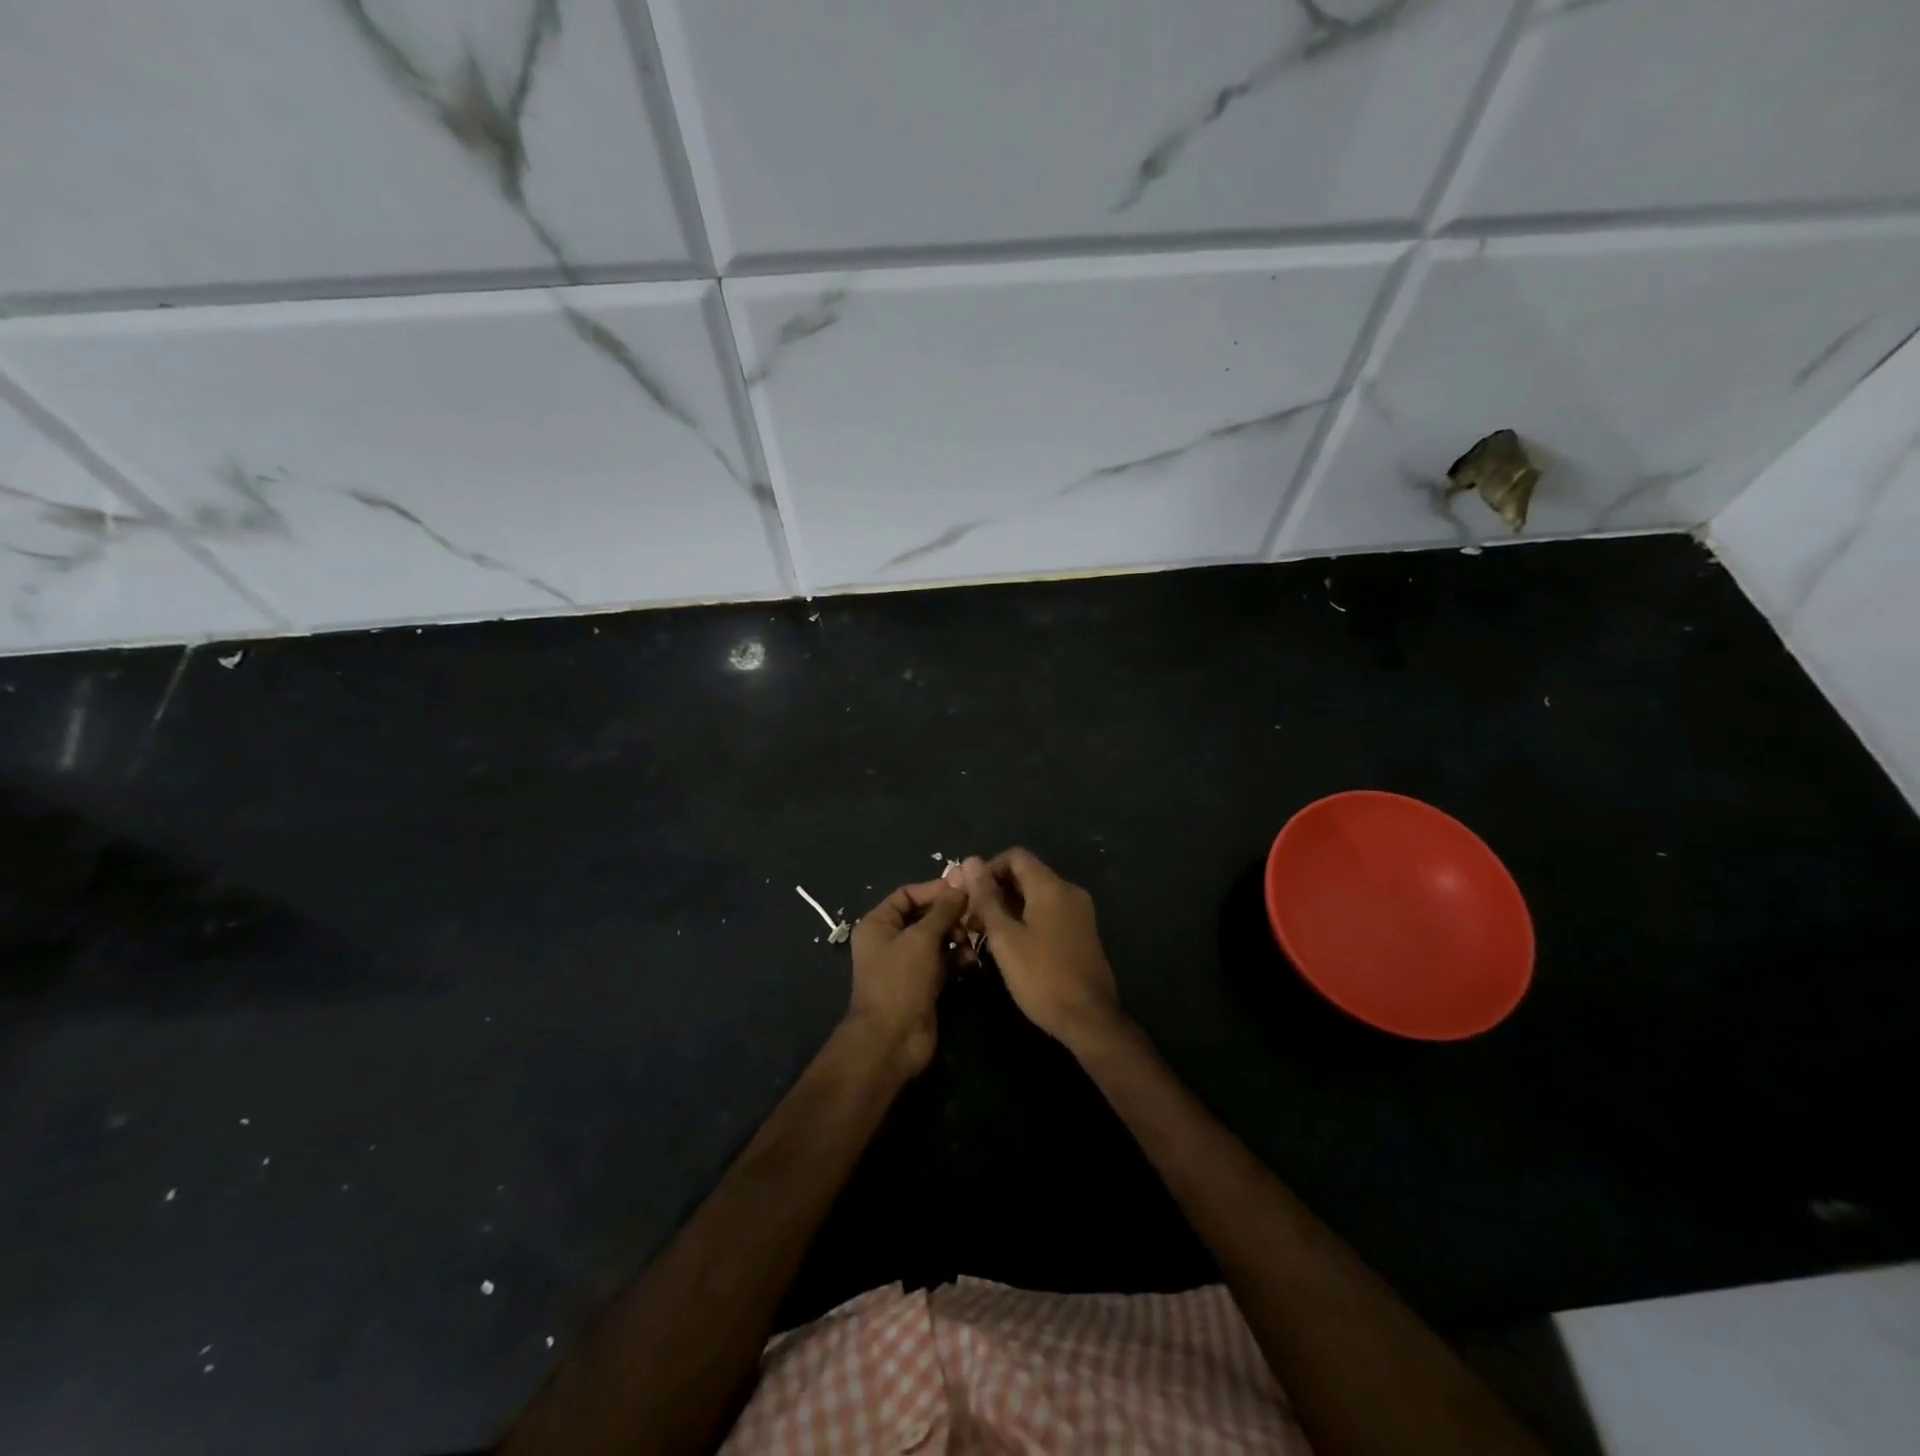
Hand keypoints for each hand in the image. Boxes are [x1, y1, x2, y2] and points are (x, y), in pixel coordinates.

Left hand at [845, 879, 967, 1076]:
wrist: (892, 1040)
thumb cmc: (900, 981)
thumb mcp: (921, 939)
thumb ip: (943, 910)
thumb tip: (961, 883)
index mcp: (878, 924)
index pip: (908, 894)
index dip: (935, 889)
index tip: (965, 889)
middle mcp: (890, 940)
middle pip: (925, 916)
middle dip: (950, 916)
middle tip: (974, 917)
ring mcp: (907, 963)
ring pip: (937, 939)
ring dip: (956, 938)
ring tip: (970, 943)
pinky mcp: (923, 983)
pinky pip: (943, 961)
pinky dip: (956, 958)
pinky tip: (970, 962)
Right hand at [959, 849, 1122, 1049]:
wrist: (1089, 1018)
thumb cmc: (1041, 976)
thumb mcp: (1005, 937)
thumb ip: (986, 898)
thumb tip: (970, 861)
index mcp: (1051, 886)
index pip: (1015, 856)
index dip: (988, 869)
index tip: (970, 895)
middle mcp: (1069, 891)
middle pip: (1026, 875)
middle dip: (996, 891)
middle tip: (972, 919)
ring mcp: (1079, 912)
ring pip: (1037, 896)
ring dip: (1009, 907)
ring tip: (985, 934)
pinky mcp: (1082, 932)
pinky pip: (1049, 912)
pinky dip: (1027, 919)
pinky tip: (1011, 944)